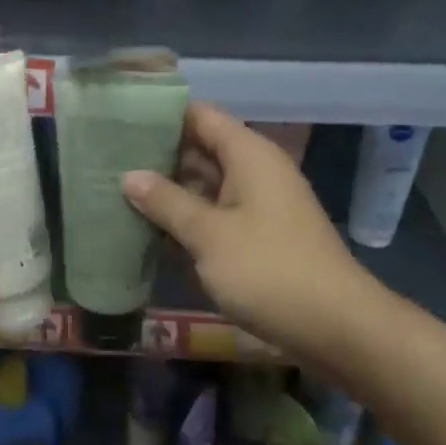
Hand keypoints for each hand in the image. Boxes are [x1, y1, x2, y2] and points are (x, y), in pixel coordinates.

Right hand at [122, 103, 372, 355]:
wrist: (338, 329)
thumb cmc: (270, 271)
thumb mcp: (209, 235)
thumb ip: (167, 202)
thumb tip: (129, 175)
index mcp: (248, 155)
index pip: (199, 116)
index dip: (161, 115)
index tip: (119, 121)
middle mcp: (254, 172)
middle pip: (200, 150)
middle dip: (157, 156)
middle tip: (106, 160)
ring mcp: (258, 205)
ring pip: (205, 186)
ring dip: (168, 192)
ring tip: (117, 192)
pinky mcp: (259, 237)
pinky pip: (215, 215)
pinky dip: (187, 220)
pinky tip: (150, 231)